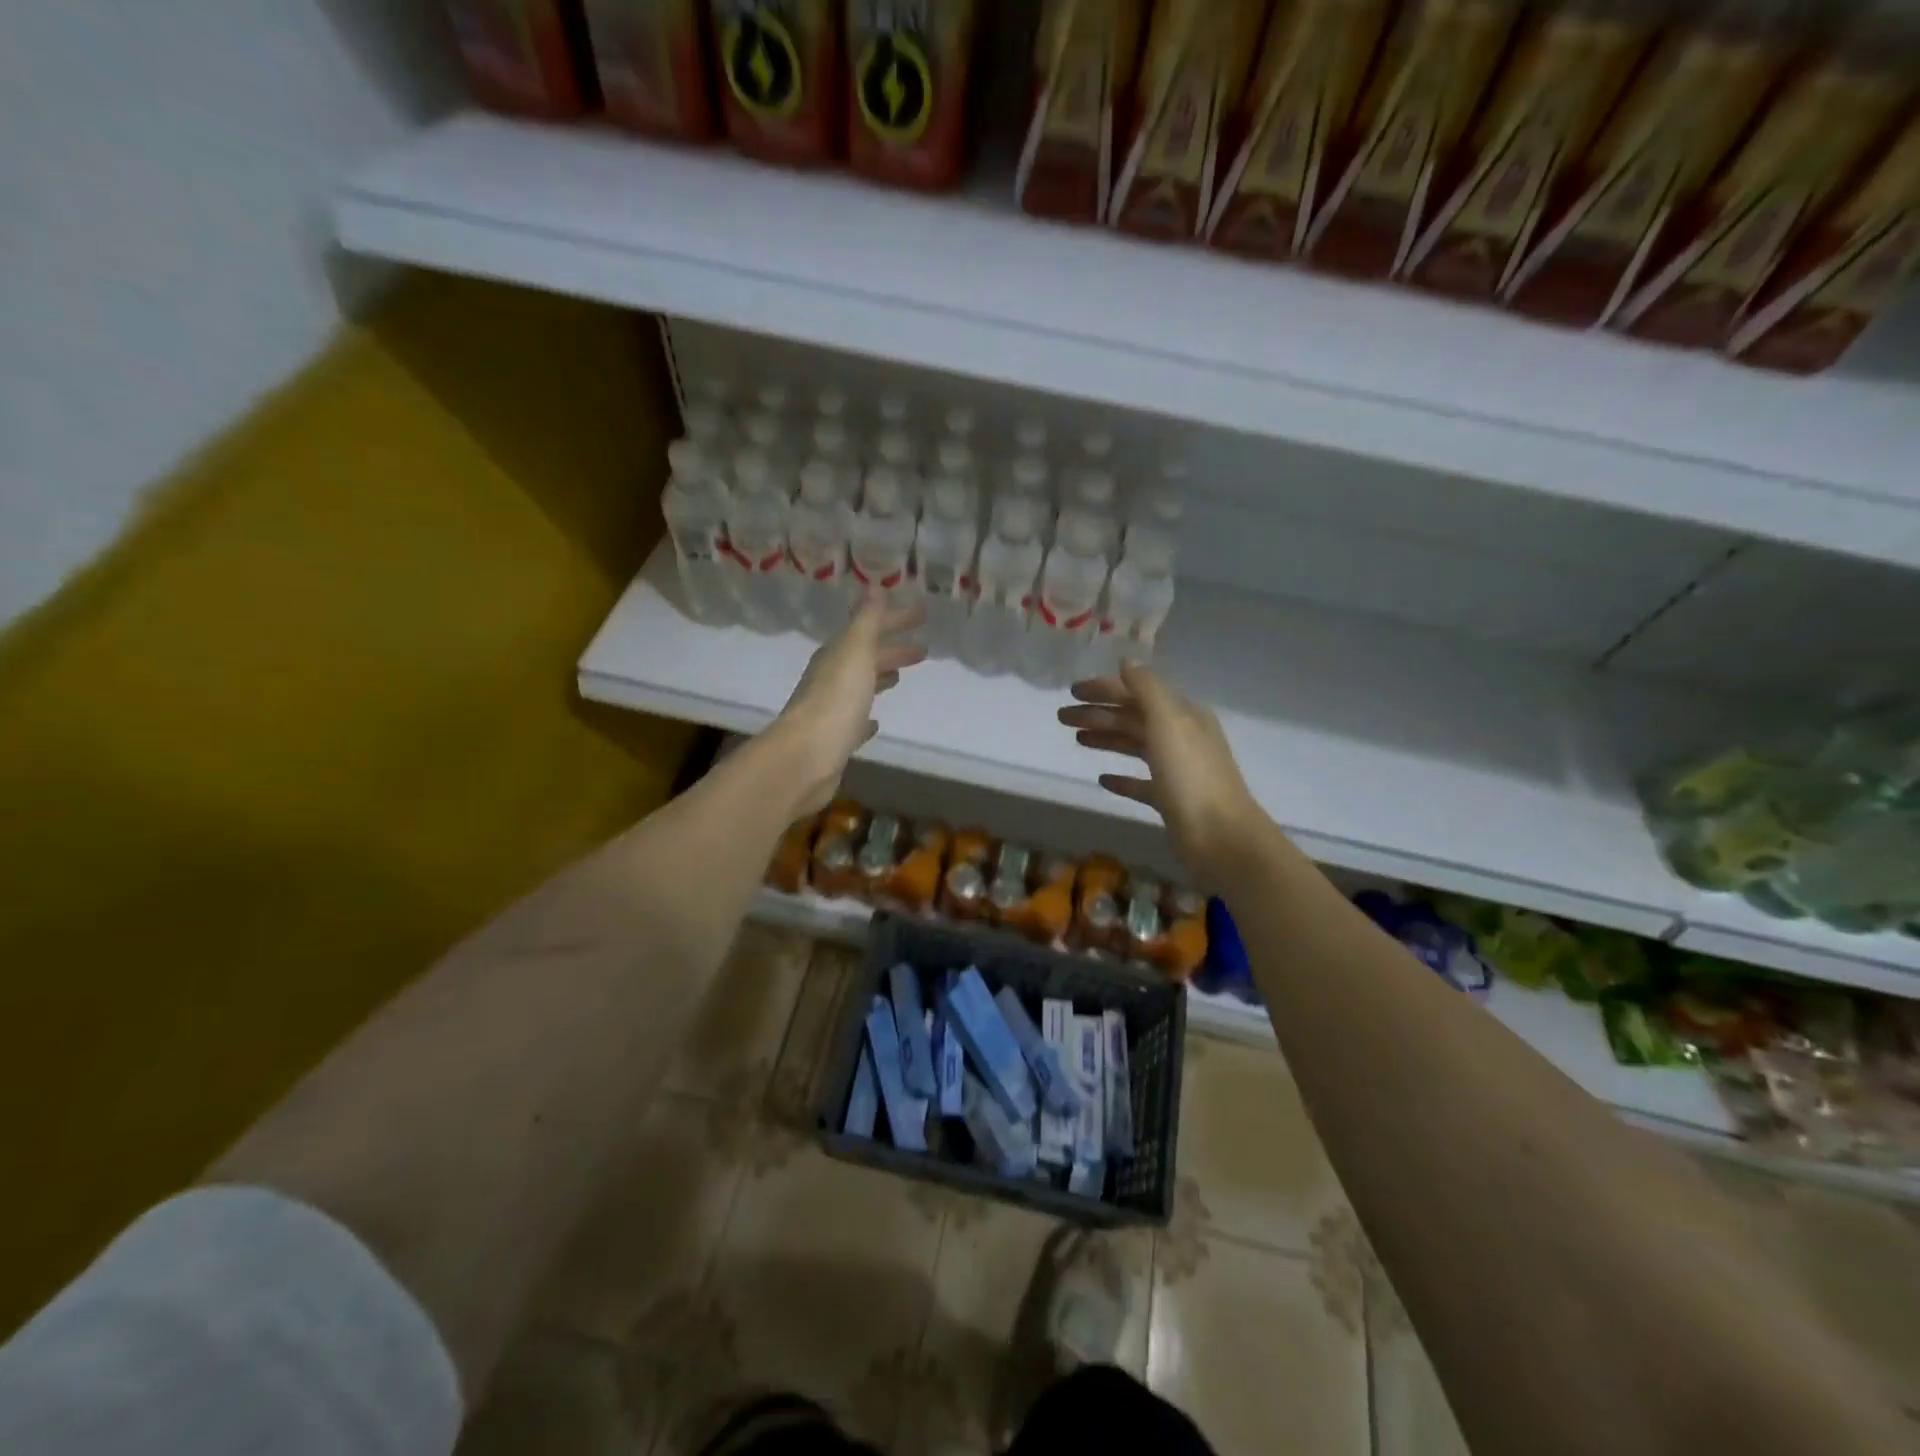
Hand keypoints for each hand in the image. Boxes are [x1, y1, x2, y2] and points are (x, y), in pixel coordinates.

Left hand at [768, 591, 925, 814]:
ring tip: (900, 676)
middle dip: (892, 649)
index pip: (869, 629)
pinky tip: (875, 722)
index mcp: (836, 655)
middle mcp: (831, 679)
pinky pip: (855, 721)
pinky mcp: (836, 739)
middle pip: (865, 657)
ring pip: (861, 687)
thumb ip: (866, 621)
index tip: (923, 615)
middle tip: (923, 649)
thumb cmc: (835, 702)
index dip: (895, 620)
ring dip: (880, 678)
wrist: (806, 758)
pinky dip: (866, 717)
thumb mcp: (855, 653)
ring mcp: (832, 710)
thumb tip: (874, 586)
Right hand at [1058, 664, 1262, 883]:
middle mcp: (1181, 737)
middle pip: (1133, 718)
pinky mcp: (1171, 800)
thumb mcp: (1169, 722)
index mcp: (1183, 715)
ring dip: (1106, 739)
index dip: (1105, 689)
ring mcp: (1177, 770)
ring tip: (1076, 739)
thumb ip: (1147, 689)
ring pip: (1135, 746)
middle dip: (1098, 714)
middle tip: (1062, 717)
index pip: (1138, 692)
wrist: (1220, 836)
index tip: (1072, 691)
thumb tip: (1127, 662)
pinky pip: (1141, 783)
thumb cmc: (1191, 776)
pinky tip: (1102, 779)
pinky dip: (1122, 778)